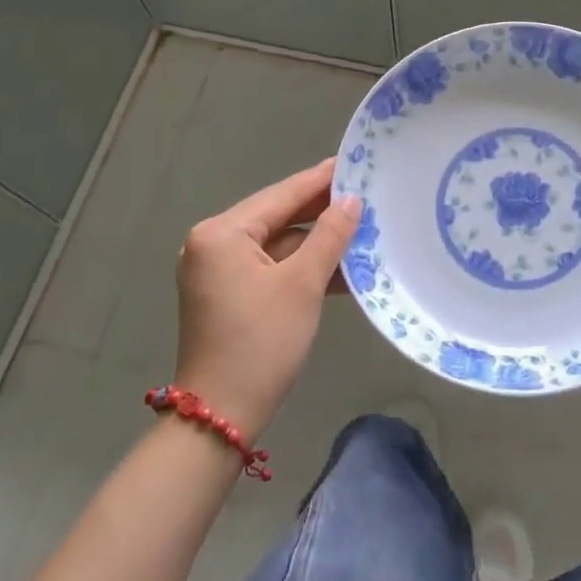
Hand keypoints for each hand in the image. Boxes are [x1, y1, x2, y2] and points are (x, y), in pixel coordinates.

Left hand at [173, 158, 361, 437]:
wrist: (220, 418)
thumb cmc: (261, 343)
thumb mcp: (303, 284)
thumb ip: (330, 235)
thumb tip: (352, 200)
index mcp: (222, 233)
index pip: (282, 194)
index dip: (322, 179)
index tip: (356, 161)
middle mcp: (213, 243)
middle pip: (279, 216)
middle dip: (323, 211)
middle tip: (367, 193)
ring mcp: (218, 270)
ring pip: (279, 242)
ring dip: (318, 241)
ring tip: (364, 228)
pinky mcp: (228, 293)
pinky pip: (272, 265)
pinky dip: (303, 266)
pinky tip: (342, 266)